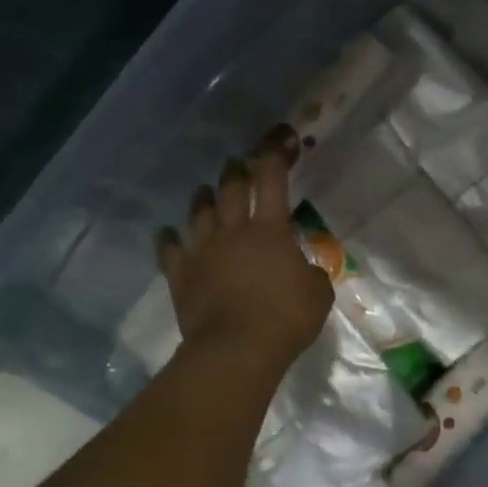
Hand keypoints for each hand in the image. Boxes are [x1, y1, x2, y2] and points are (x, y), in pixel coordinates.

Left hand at [157, 126, 332, 374]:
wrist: (236, 350)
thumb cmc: (285, 318)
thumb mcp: (318, 292)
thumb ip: (311, 271)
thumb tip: (303, 267)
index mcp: (270, 229)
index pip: (272, 178)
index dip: (276, 152)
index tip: (282, 137)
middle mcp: (232, 230)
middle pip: (231, 187)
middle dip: (237, 170)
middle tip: (240, 165)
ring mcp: (202, 250)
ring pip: (198, 211)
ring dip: (205, 198)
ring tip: (208, 193)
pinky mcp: (180, 274)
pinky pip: (169, 249)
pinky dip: (169, 239)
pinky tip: (169, 235)